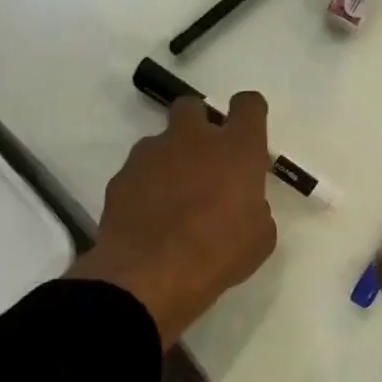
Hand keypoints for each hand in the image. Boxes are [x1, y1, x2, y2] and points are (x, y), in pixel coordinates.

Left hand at [68, 93, 277, 345]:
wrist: (150, 274)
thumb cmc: (218, 256)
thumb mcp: (259, 239)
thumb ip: (255, 209)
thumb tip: (244, 205)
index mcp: (236, 149)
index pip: (248, 106)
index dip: (249, 114)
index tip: (247, 134)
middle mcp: (193, 139)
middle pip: (194, 107)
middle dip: (200, 125)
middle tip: (205, 161)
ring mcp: (152, 154)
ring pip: (162, 140)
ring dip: (171, 159)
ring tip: (173, 199)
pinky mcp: (122, 175)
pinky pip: (138, 171)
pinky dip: (146, 185)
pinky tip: (149, 216)